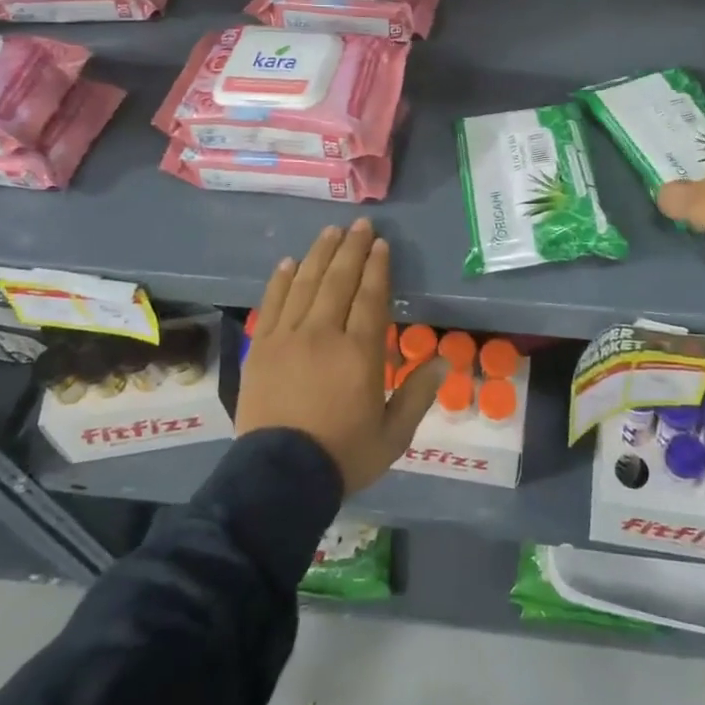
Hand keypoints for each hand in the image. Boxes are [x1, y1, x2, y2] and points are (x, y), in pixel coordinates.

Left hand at [236, 219, 442, 494]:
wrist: (279, 479)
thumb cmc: (343, 456)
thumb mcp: (393, 435)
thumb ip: (418, 395)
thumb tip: (443, 361)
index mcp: (360, 352)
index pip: (371, 296)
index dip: (377, 267)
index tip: (381, 244)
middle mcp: (324, 334)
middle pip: (339, 280)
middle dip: (352, 248)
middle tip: (360, 225)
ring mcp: (288, 338)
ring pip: (306, 283)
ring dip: (320, 254)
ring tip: (330, 232)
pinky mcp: (262, 348)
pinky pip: (273, 303)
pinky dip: (281, 279)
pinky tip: (289, 262)